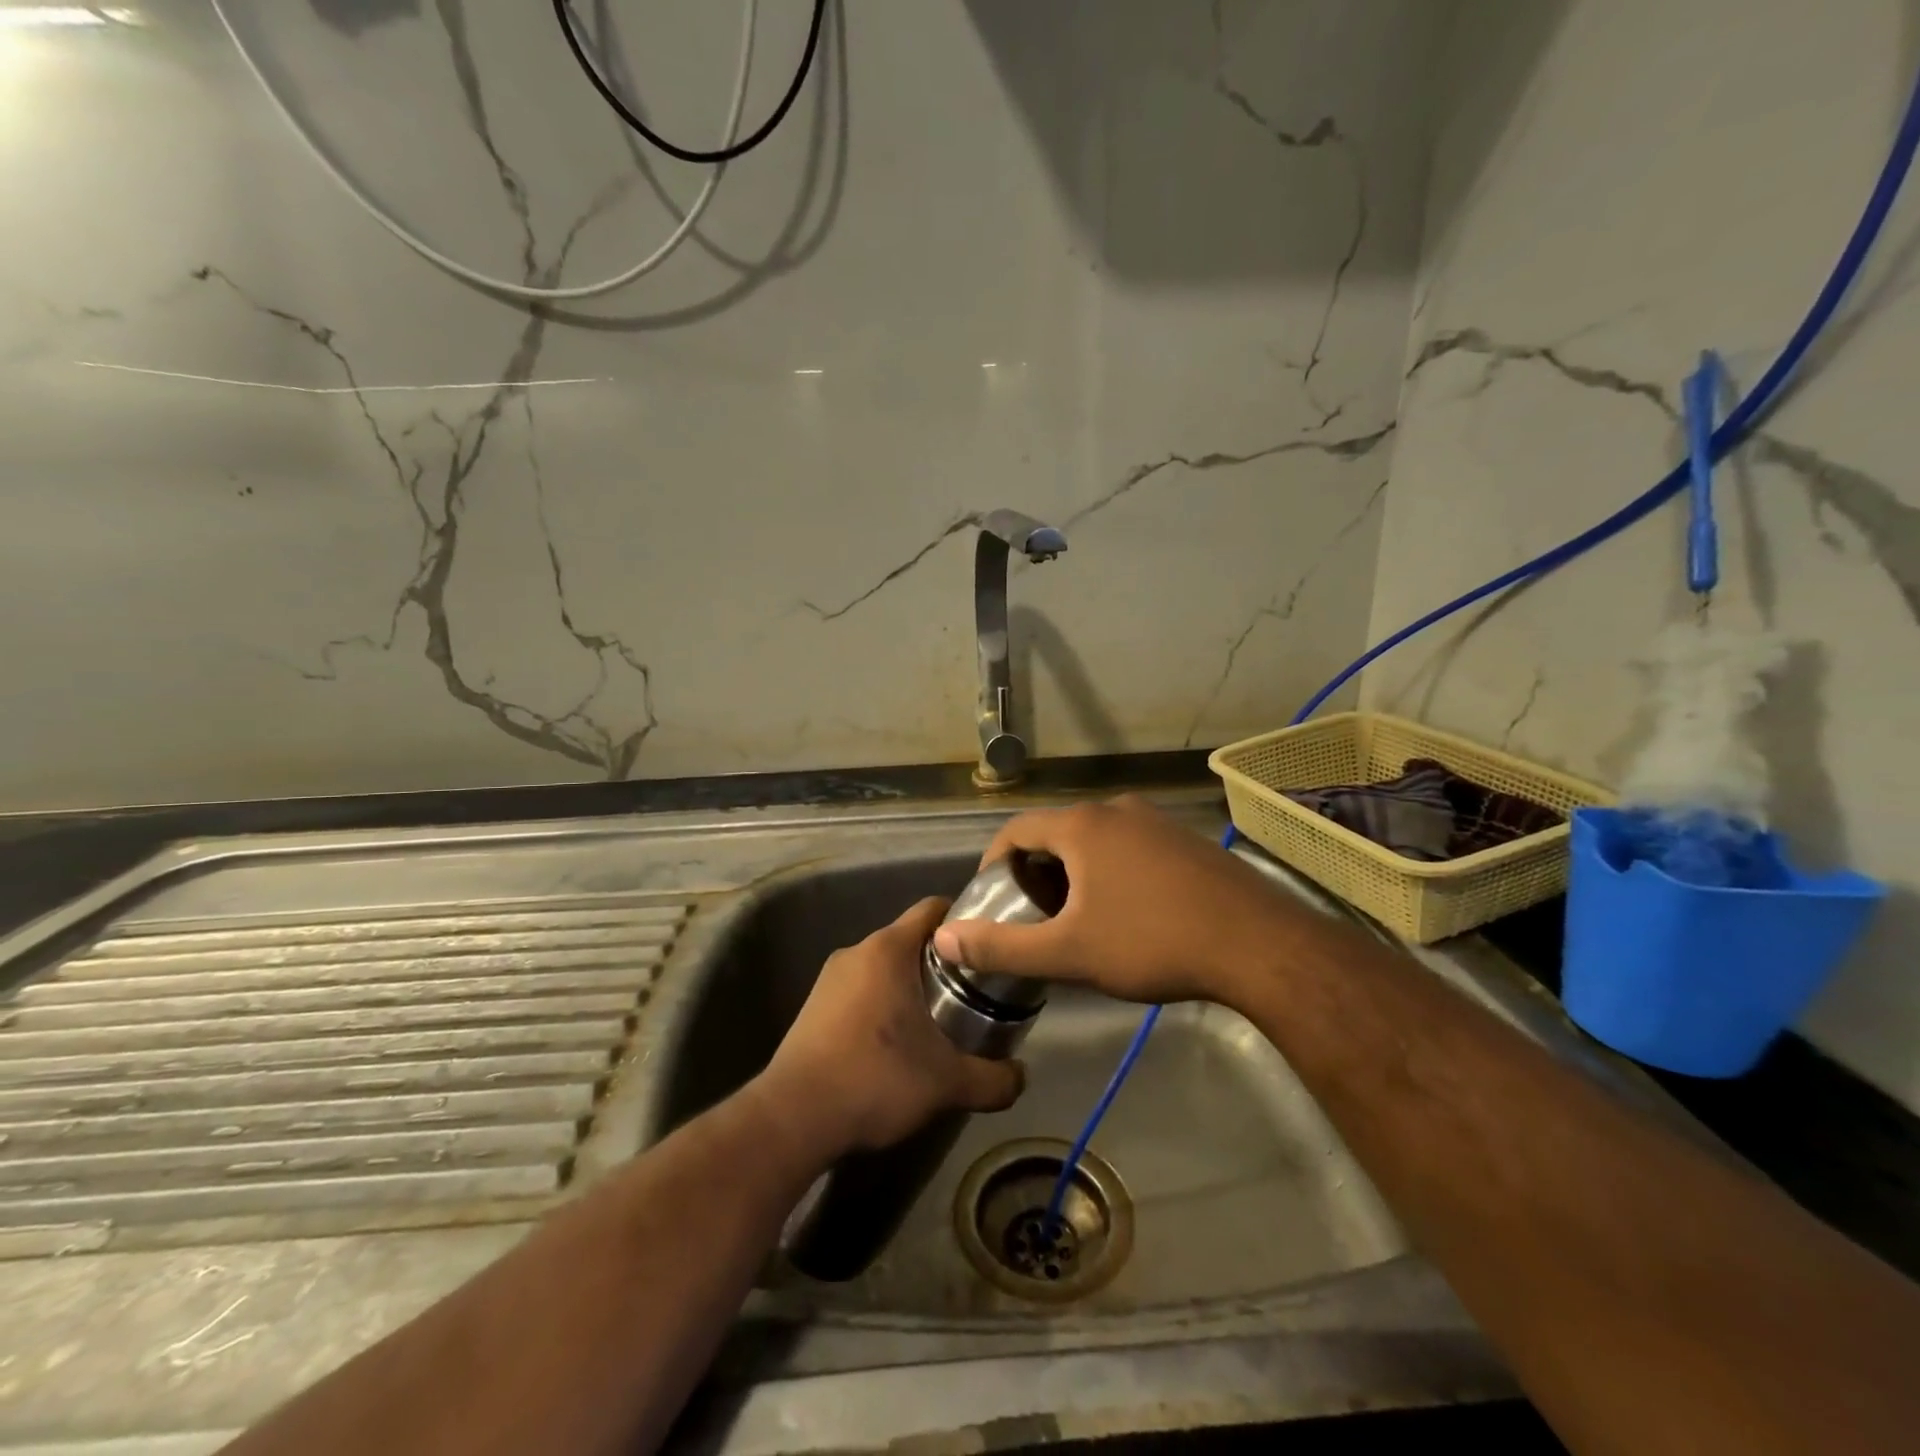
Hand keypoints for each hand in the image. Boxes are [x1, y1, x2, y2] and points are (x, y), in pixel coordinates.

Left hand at [760, 897, 1024, 1156]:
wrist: (793, 1118)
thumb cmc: (876, 1079)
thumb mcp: (947, 1083)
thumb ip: (993, 1079)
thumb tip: (1022, 1076)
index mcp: (888, 949)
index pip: (933, 908)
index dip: (965, 920)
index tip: (987, 947)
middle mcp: (857, 951)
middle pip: (910, 939)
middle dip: (942, 962)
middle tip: (973, 992)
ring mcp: (830, 979)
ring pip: (884, 967)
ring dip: (911, 986)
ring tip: (939, 1022)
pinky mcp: (813, 1007)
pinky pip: (861, 990)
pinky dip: (883, 1004)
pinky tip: (896, 1044)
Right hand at [931, 797, 1298, 1007]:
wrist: (1258, 945)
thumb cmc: (1152, 942)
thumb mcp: (1068, 953)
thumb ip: (1001, 947)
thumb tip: (943, 938)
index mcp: (1082, 825)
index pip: (1016, 830)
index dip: (994, 863)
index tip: (991, 900)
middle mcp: (1116, 809)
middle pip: (1056, 833)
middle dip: (1036, 872)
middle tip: (1032, 915)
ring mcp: (1157, 821)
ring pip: (1095, 840)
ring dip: (1074, 872)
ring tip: (1076, 917)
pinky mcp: (1187, 840)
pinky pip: (1130, 847)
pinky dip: (1111, 871)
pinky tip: (1127, 912)